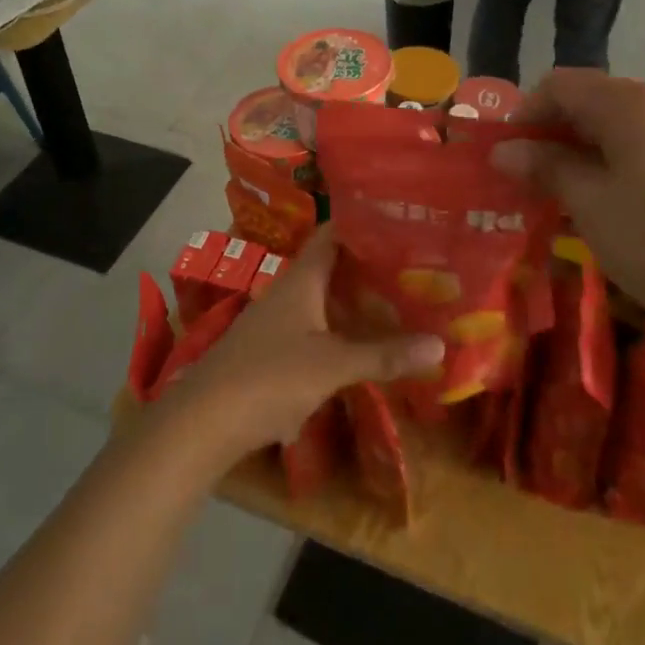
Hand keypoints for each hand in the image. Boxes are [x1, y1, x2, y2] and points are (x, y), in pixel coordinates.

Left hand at [155, 228, 442, 466]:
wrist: (203, 422)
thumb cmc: (269, 378)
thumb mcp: (332, 366)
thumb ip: (383, 355)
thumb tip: (440, 345)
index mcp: (300, 280)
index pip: (332, 235)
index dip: (362, 224)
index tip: (399, 222)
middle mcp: (286, 293)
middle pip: (330, 268)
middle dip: (367, 267)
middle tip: (412, 267)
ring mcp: (275, 323)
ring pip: (321, 301)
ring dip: (353, 301)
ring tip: (396, 303)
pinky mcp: (269, 352)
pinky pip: (312, 330)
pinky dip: (338, 331)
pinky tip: (360, 346)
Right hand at [493, 70, 644, 345]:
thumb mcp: (590, 204)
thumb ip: (546, 167)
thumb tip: (505, 150)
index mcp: (633, 103)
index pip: (561, 85)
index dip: (524, 114)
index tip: (506, 156)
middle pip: (593, 101)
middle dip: (553, 135)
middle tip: (530, 180)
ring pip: (623, 127)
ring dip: (585, 152)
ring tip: (567, 197)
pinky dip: (619, 164)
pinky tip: (614, 206)